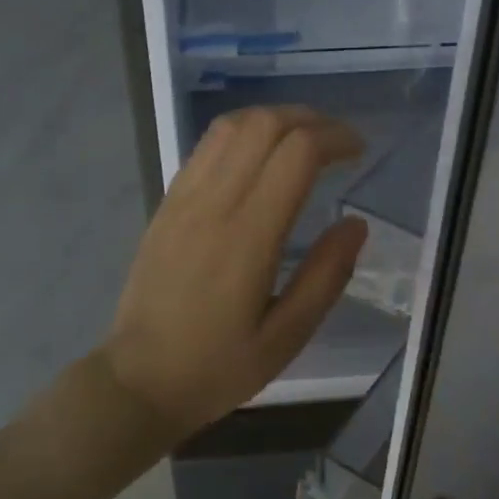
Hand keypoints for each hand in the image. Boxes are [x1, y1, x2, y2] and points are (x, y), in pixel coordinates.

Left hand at [100, 106, 368, 441]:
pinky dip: (241, 134)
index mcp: (248, 236)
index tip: (359, 151)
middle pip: (263, 124)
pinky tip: (258, 157)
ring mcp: (183, 199)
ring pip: (230, 126)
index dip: (335, 138)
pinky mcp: (166, 205)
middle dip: (309, 119)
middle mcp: (213, 203)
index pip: (296, 153)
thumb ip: (326, 277)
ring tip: (303, 140)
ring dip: (273, 119)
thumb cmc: (217, 367)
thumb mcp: (286, 338)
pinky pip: (205, 148)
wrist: (139, 379)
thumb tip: (356, 224)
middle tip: (338, 142)